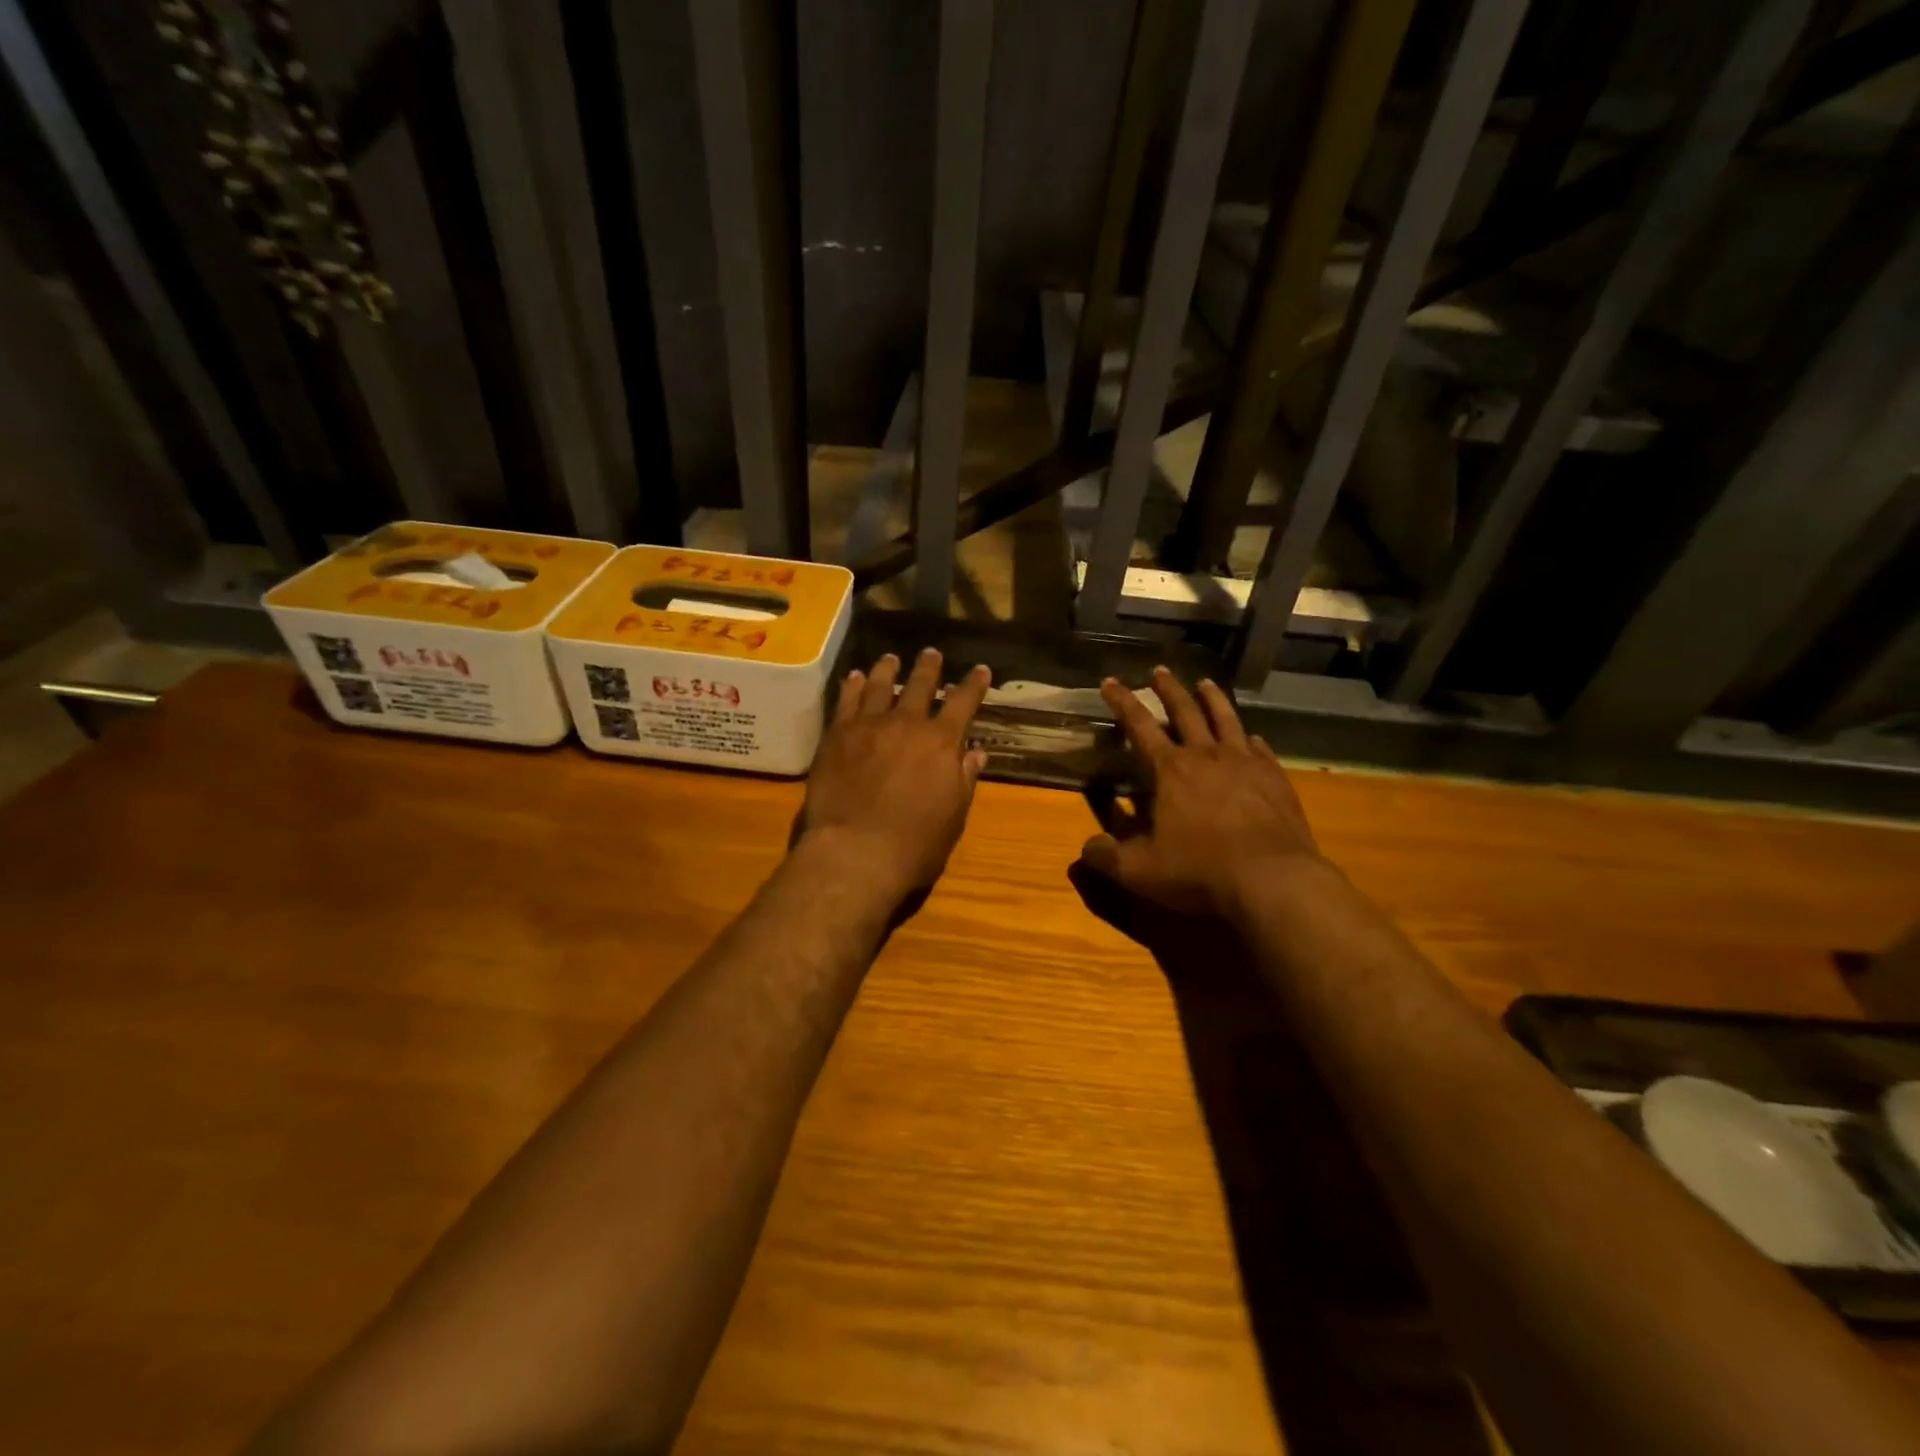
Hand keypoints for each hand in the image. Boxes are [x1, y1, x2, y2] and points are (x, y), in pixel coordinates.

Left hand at [799, 649, 990, 897]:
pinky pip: (847, 702)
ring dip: (887, 670)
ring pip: (880, 686)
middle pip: (920, 686)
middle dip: (928, 668)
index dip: (973, 685)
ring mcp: (869, 726)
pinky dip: (853, 687)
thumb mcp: (954, 816)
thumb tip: (976, 754)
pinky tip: (855, 677)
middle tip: (930, 653)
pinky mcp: (837, 736)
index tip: (980, 669)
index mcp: (942, 743)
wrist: (856, 851)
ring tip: (890, 658)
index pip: (964, 703)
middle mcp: (907, 724)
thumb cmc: (915, 843)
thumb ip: (964, 780)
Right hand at [1079, 667, 1320, 918]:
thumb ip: (1107, 856)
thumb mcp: (1139, 870)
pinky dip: (1251, 740)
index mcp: (1171, 770)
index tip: (1111, 681)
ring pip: (1227, 720)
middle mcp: (1207, 756)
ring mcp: (1246, 765)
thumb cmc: (1199, 870)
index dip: (1122, 702)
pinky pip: (1260, 750)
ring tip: (1206, 683)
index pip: (1140, 725)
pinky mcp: (1276, 780)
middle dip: (1169, 690)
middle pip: (1186, 711)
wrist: (1272, 880)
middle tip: (1160, 670)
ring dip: (1213, 699)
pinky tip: (1252, 738)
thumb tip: (1087, 848)